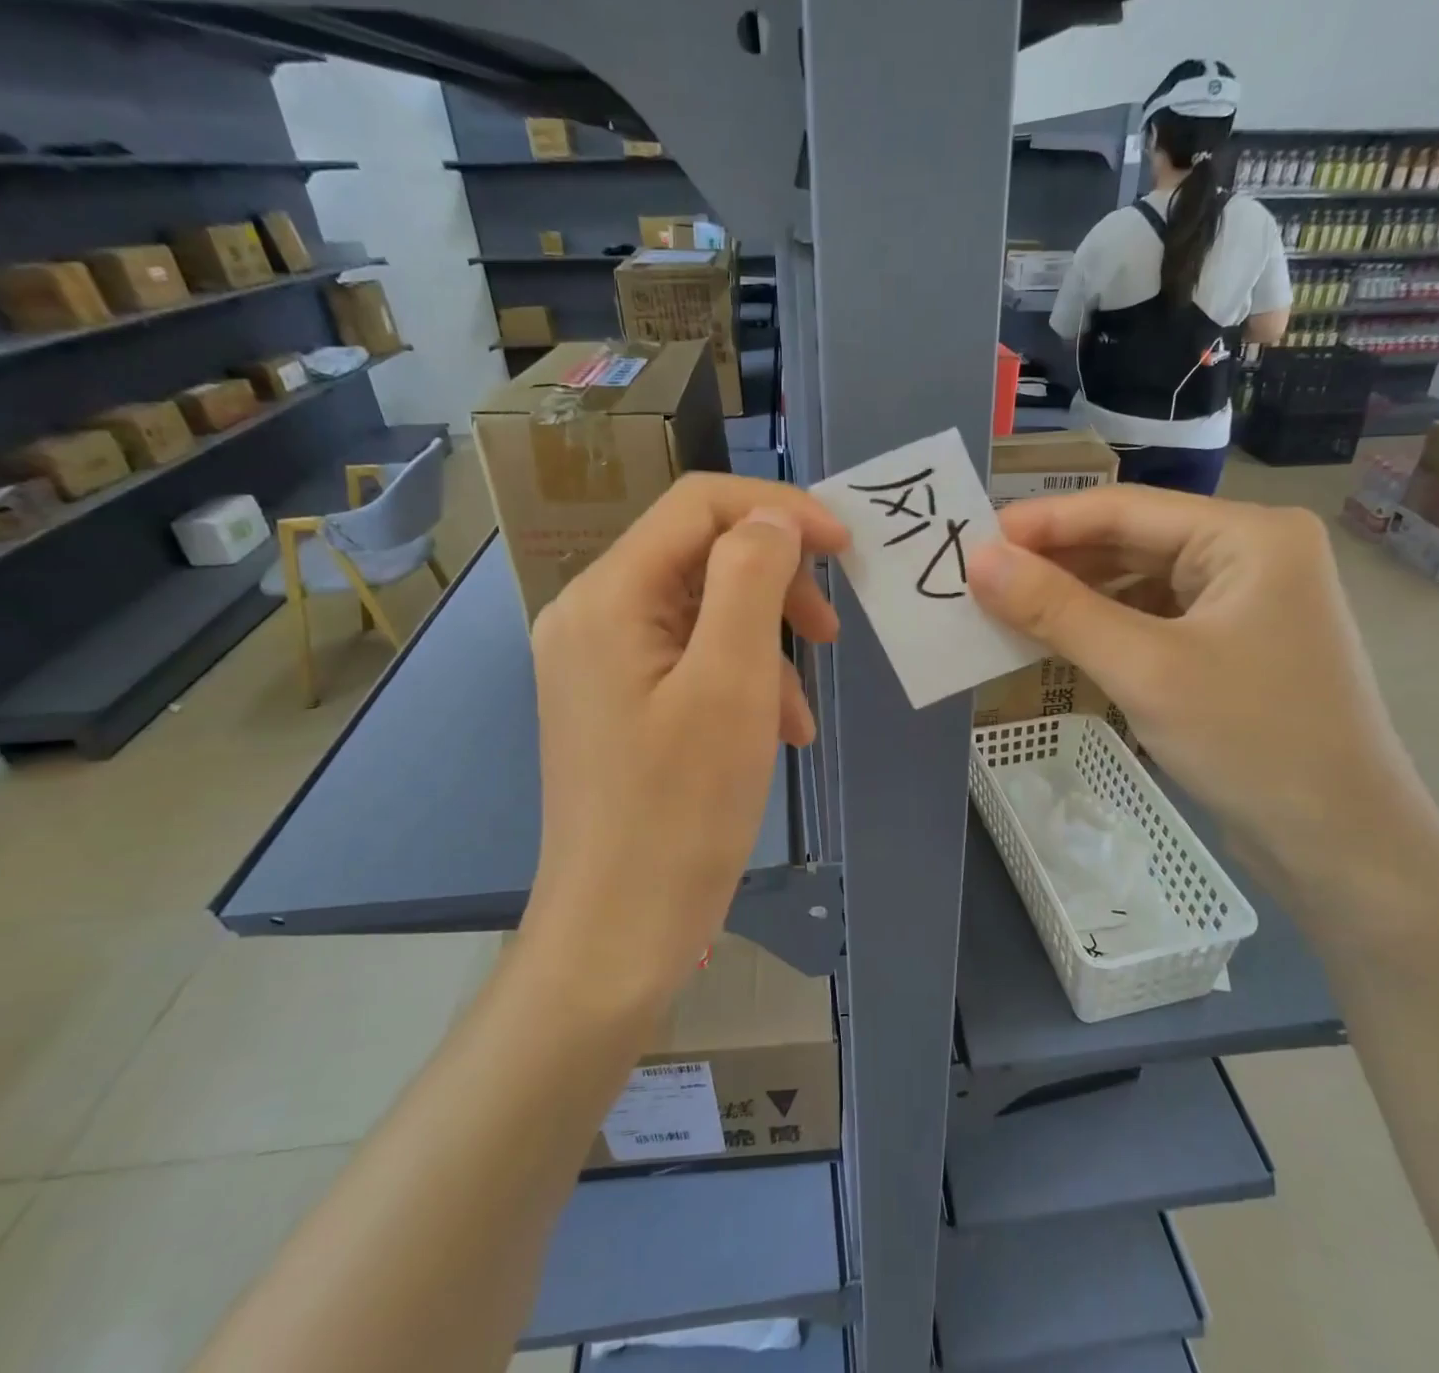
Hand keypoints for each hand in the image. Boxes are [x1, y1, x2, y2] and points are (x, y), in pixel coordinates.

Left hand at [521, 474, 848, 1009]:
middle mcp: (590, 615)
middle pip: (700, 555)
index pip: (698, 505)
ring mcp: (599, 661)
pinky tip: (775, 734)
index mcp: (608, 597)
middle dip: (776, 584)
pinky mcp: (617, 701)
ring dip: (765, 644)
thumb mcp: (732, 683)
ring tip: (797, 713)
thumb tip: (772, 518)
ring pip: (702, 612)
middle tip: (830, 631)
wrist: (619, 932)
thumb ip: (751, 578)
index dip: (780, 510)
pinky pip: (689, 660)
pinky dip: (741, 681)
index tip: (847, 547)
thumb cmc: (682, 810)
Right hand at [969, 486, 1438, 925]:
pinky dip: (1105, 629)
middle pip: (1132, 542)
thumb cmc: (1251, 741)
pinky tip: (1060, 641)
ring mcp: (1245, 602)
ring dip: (1076, 597)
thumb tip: (978, 561)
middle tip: (981, 579)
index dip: (1043, 522)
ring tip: (1007, 608)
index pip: (1125, 508)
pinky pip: (1153, 620)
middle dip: (1057, 562)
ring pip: (1139, 583)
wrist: (1343, 847)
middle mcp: (1251, 554)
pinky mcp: (1233, 646)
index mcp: (1249, 534)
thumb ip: (1057, 609)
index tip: (973, 539)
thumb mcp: (1143, 668)